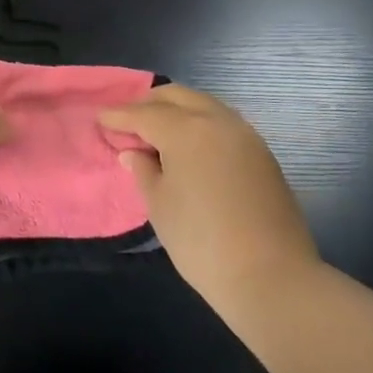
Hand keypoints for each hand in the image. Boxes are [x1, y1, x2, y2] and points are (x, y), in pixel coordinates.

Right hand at [99, 85, 319, 316]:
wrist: (271, 276)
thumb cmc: (201, 242)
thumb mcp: (160, 206)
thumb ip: (143, 171)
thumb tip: (133, 152)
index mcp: (186, 130)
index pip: (144, 114)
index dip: (119, 117)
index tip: (101, 119)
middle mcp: (217, 121)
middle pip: (176, 96)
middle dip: (149, 104)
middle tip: (129, 123)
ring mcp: (245, 134)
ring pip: (203, 104)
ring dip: (178, 110)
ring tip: (158, 133)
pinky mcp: (262, 153)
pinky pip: (223, 123)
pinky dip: (200, 124)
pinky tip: (191, 146)